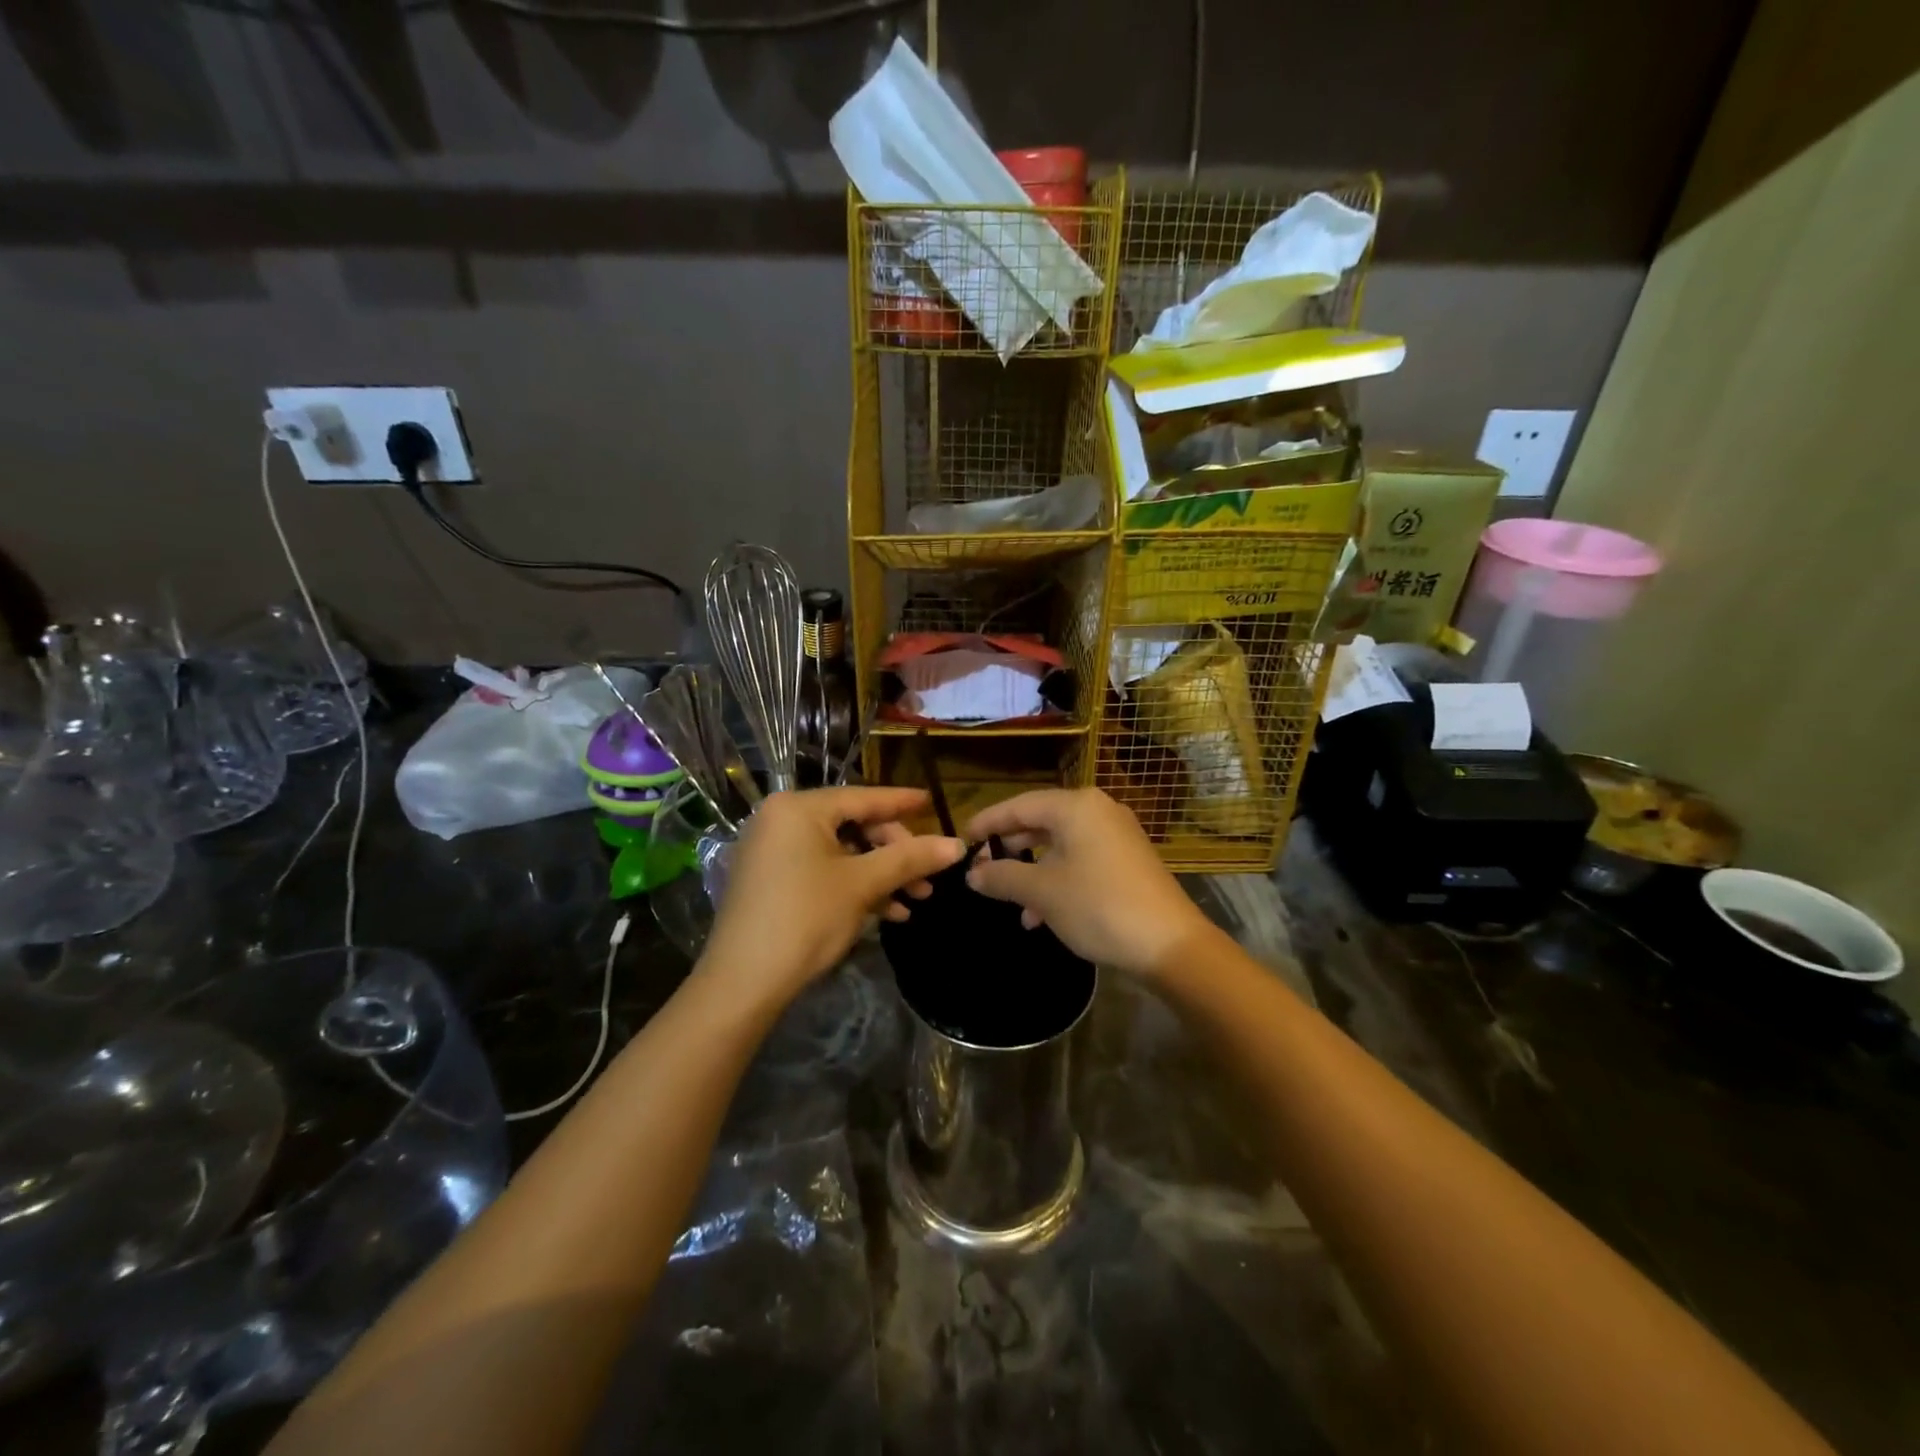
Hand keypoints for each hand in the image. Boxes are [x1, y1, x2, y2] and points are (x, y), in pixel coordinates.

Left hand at [699, 787, 965, 1010]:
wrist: (744, 982)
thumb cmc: (805, 918)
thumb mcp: (863, 884)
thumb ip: (910, 858)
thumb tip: (958, 845)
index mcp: (798, 808)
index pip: (863, 797)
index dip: (901, 802)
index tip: (932, 801)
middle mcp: (781, 820)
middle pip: (853, 825)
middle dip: (895, 852)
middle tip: (927, 876)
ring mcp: (773, 851)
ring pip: (842, 852)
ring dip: (881, 874)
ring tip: (917, 899)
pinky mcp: (771, 881)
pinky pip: (823, 871)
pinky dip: (855, 887)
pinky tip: (889, 913)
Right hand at [965, 789, 1217, 980]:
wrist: (1169, 944)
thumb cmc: (1098, 906)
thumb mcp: (1042, 892)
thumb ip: (1002, 877)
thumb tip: (972, 873)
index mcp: (1076, 807)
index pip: (1018, 805)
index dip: (987, 823)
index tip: (962, 840)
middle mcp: (1097, 811)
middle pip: (1039, 822)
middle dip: (1009, 849)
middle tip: (982, 871)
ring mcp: (1116, 835)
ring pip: (1059, 845)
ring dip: (1032, 871)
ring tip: (1009, 902)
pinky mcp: (1127, 861)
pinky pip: (1080, 860)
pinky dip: (1057, 880)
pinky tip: (1041, 916)